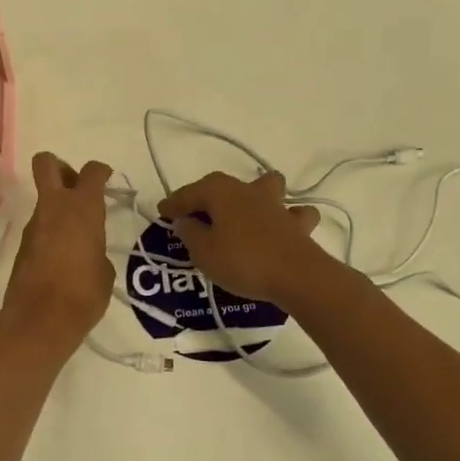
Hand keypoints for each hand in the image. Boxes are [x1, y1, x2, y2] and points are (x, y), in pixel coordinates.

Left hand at [0, 152, 116, 347]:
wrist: (39, 320)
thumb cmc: (83, 293)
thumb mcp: (105, 271)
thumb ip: (97, 250)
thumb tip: (89, 251)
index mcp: (82, 208)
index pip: (92, 172)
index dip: (100, 170)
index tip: (107, 177)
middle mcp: (54, 207)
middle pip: (47, 164)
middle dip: (61, 167)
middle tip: (76, 187)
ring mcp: (34, 225)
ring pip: (44, 199)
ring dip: (57, 207)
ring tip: (76, 235)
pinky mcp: (22, 245)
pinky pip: (40, 226)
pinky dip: (50, 232)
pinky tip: (63, 256)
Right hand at [156, 171, 331, 308]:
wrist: (296, 275)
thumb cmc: (242, 260)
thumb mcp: (204, 252)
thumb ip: (190, 233)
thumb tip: (185, 221)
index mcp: (221, 192)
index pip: (189, 193)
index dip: (173, 203)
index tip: (162, 213)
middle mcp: (248, 190)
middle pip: (223, 185)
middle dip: (207, 196)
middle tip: (195, 215)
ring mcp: (276, 205)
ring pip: (266, 187)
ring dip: (255, 194)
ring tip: (245, 211)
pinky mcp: (297, 224)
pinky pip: (293, 214)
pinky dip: (288, 218)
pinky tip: (282, 228)